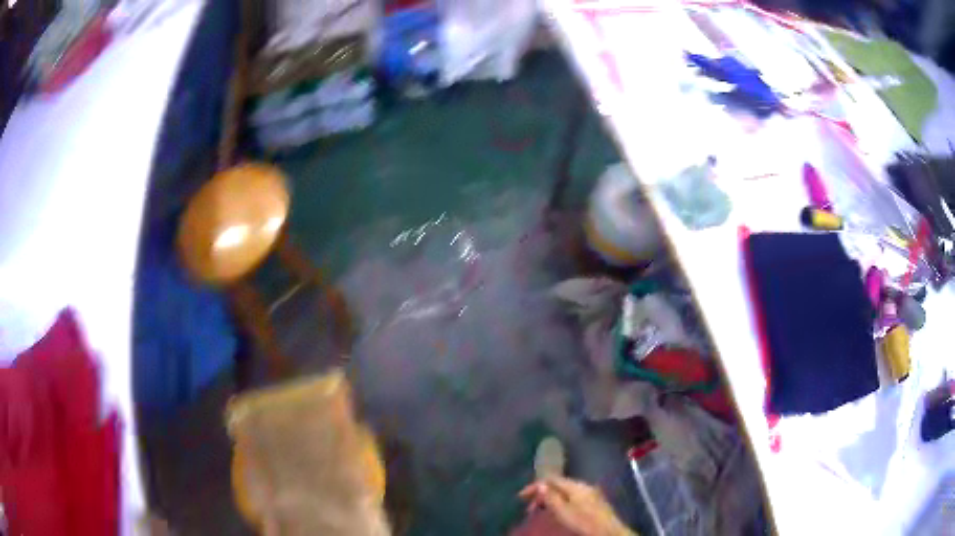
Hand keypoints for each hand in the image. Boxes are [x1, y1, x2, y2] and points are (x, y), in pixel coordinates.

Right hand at [518, 476, 634, 535]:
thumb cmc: (584, 523)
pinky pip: (573, 497)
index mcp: (576, 486)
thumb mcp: (563, 512)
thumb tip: (540, 485)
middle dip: (543, 493)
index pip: (552, 479)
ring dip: (551, 499)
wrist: (609, 532)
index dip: (535, 486)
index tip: (521, 497)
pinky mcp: (594, 502)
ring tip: (541, 510)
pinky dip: (561, 502)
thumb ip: (551, 497)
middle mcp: (584, 485)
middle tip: (530, 508)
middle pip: (559, 484)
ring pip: (565, 492)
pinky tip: (558, 511)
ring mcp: (591, 493)